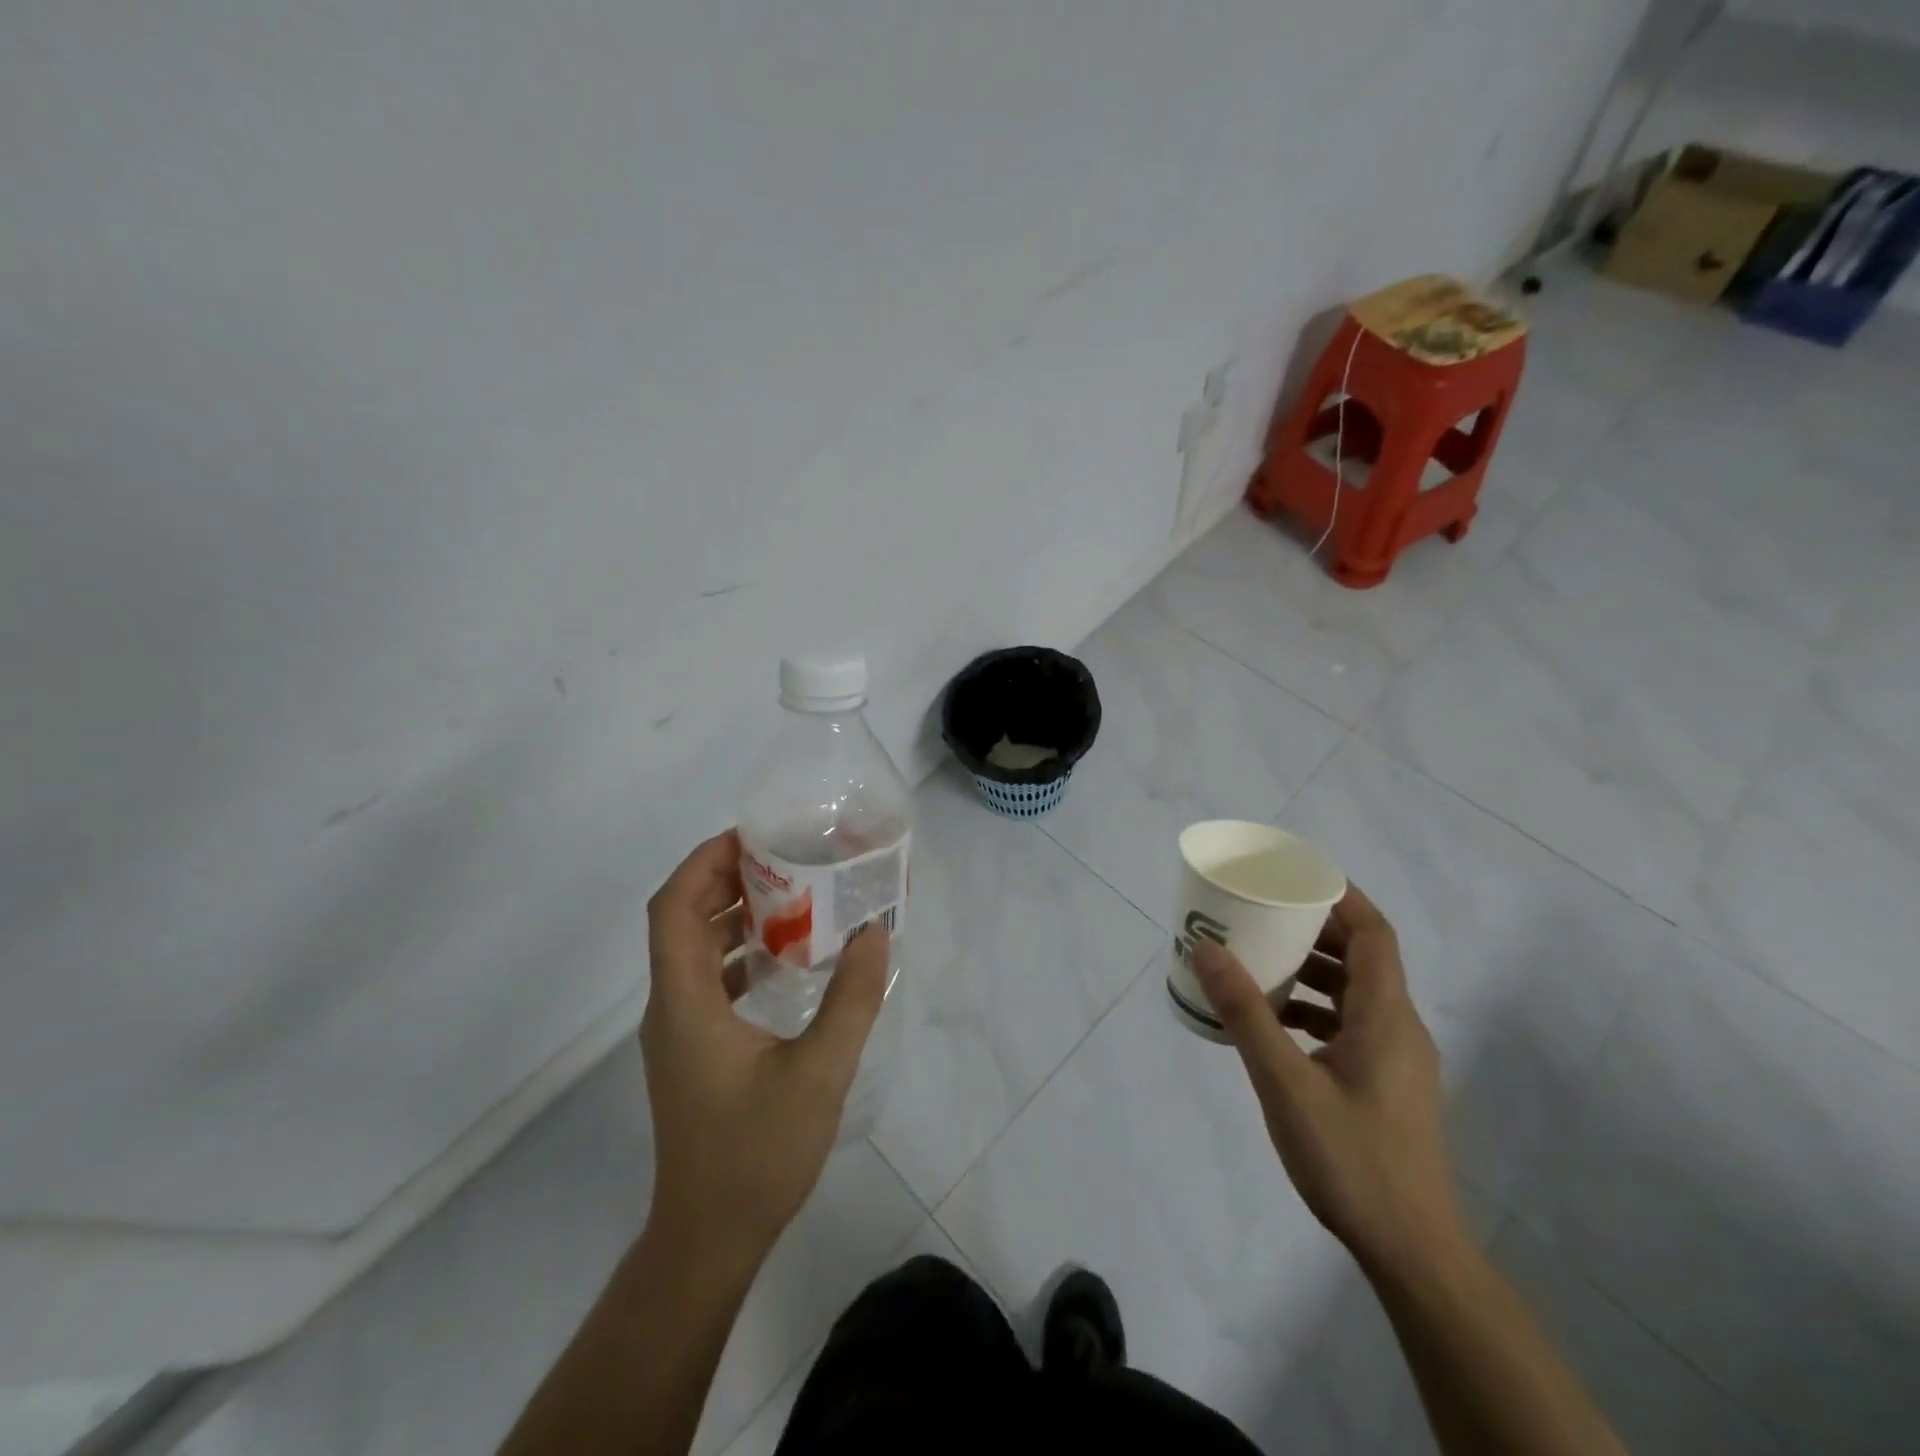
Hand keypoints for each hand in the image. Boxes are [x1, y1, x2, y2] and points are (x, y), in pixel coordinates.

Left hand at [639, 829, 889, 1268]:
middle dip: (724, 880)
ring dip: (732, 915)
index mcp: (685, 1003)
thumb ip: (851, 999)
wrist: (709, 1239)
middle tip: (782, 857)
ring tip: (790, 895)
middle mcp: (671, 1008)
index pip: (672, 909)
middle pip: (680, 921)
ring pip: (693, 950)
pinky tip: (786, 958)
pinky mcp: (693, 1051)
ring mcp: (679, 1031)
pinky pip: (708, 979)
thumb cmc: (756, 1154)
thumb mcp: (819, 1073)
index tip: (751, 837)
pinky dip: (739, 953)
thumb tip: (874, 933)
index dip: (703, 863)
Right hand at [1189, 884, 1463, 1276]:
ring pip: (1356, 994)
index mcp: (1386, 1017)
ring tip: (1262, 963)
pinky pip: (1351, 1026)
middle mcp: (1399, 1029)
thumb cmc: (1351, 1159)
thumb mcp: (1285, 1082)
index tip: (1296, 877)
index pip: (1375, 934)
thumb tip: (1207, 949)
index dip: (1341, 898)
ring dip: (1313, 972)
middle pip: (1364, 959)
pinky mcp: (1386, 1085)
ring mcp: (1396, 1060)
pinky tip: (1276, 1025)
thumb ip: (1246, 1013)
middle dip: (1315, 931)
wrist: (1412, 1252)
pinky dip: (1316, 1010)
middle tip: (1265, 915)